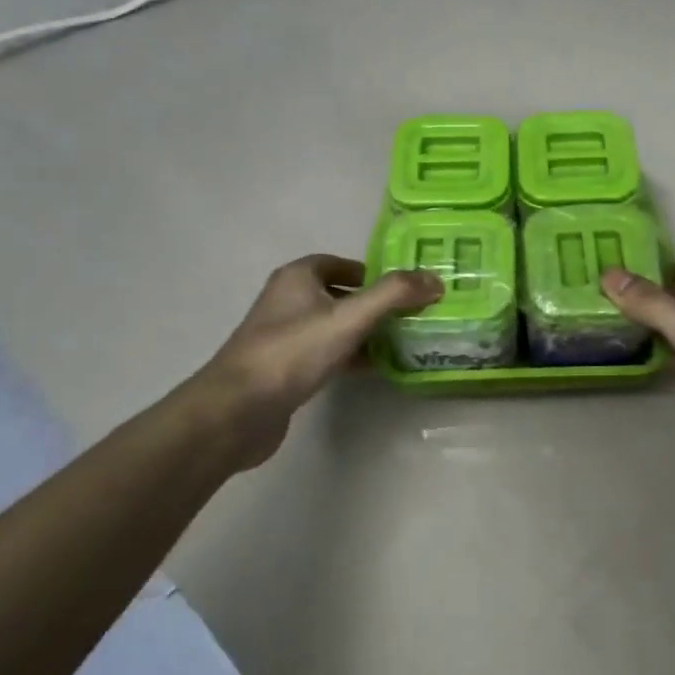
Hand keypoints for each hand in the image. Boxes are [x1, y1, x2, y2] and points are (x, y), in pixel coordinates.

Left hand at [193, 255, 441, 471]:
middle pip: (340, 295)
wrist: (238, 410)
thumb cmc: (293, 352)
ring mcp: (285, 337)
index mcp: (298, 278)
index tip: (403, 288)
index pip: (339, 263)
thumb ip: (394, 295)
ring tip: (402, 341)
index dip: (371, 272)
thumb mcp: (350, 318)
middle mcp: (288, 301)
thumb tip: (435, 279)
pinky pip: (327, 354)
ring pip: (334, 326)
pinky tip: (376, 368)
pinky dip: (351, 356)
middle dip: (374, 303)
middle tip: (411, 315)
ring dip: (365, 332)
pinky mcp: (286, 369)